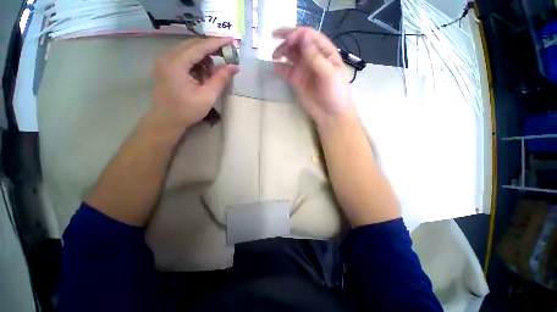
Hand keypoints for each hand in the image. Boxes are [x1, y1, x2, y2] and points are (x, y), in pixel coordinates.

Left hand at [150, 37, 238, 131]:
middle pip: (193, 45)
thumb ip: (221, 79)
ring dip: (204, 59)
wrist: (166, 120)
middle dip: (211, 50)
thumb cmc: (187, 110)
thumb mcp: (208, 96)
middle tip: (226, 57)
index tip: (232, 40)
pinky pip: (184, 57)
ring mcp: (164, 60)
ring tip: (211, 75)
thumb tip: (235, 66)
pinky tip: (202, 76)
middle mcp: (167, 56)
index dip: (217, 43)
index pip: (199, 47)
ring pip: (189, 50)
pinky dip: (196, 63)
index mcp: (176, 63)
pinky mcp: (165, 65)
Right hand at [272, 27, 354, 127]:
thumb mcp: (329, 74)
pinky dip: (280, 69)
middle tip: (274, 38)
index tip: (287, 39)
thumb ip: (316, 57)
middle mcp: (313, 58)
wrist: (330, 114)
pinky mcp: (297, 81)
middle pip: (298, 43)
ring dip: (282, 52)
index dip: (298, 34)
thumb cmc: (335, 93)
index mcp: (325, 52)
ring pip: (291, 56)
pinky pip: (287, 72)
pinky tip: (275, 68)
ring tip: (274, 56)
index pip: (310, 36)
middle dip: (287, 39)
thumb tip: (303, 37)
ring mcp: (304, 70)